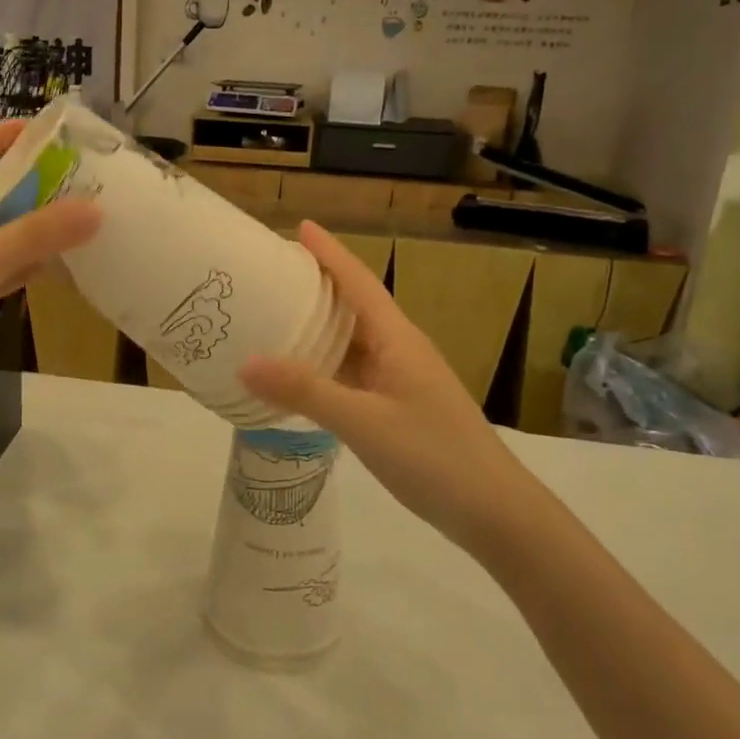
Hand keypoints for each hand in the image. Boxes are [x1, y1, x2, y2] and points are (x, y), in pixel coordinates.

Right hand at [238, 221, 512, 546]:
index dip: (330, 253)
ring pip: (353, 342)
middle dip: (317, 285)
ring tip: (275, 317)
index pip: (358, 281)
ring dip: (319, 327)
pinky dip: (324, 367)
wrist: (493, 511)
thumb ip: (305, 391)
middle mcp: (399, 350)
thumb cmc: (433, 455)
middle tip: (272, 274)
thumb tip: (246, 363)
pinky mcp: (398, 407)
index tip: (299, 227)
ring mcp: (401, 380)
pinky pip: (353, 374)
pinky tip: (300, 376)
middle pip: (354, 305)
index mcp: (397, 338)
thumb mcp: (363, 421)